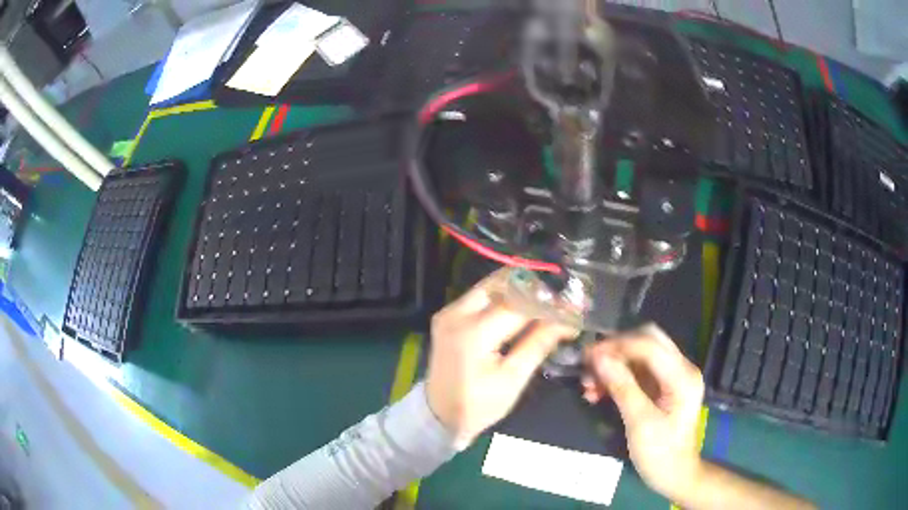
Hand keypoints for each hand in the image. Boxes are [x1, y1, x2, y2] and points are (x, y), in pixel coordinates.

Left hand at [426, 270, 576, 446]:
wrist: (438, 414)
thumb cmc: (478, 404)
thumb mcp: (513, 379)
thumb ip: (539, 344)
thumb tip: (568, 320)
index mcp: (474, 333)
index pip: (519, 304)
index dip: (549, 303)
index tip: (573, 305)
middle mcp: (457, 313)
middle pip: (502, 283)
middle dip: (534, 286)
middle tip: (559, 297)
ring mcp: (449, 311)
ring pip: (491, 285)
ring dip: (519, 288)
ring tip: (545, 301)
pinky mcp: (447, 315)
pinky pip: (480, 295)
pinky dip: (503, 296)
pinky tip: (522, 307)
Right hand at [582, 324, 704, 498]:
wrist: (675, 475)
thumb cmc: (660, 453)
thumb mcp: (640, 422)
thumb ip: (622, 387)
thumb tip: (599, 359)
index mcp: (682, 376)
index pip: (649, 345)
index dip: (618, 347)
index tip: (588, 357)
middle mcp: (681, 368)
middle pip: (647, 341)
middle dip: (616, 350)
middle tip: (589, 364)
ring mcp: (672, 377)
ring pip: (640, 355)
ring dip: (614, 364)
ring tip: (589, 384)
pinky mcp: (663, 387)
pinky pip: (638, 372)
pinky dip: (618, 377)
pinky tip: (599, 392)